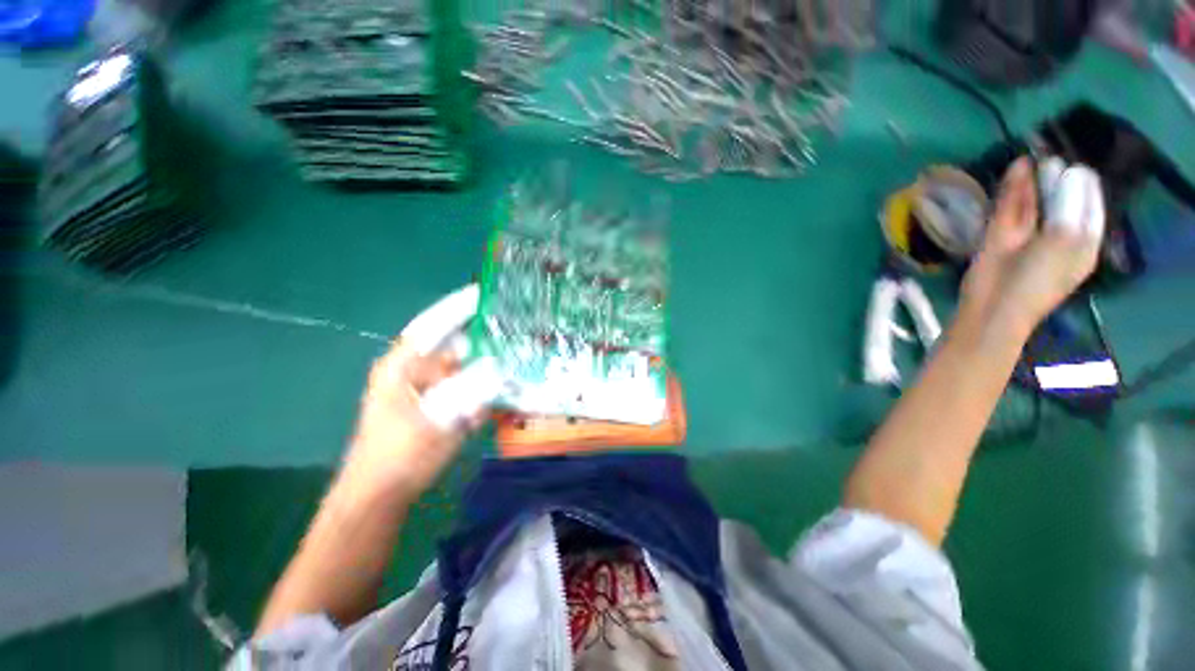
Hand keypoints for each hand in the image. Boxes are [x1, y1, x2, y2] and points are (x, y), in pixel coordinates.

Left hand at [337, 287, 496, 504]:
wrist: (378, 499)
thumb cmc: (399, 458)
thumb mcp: (438, 423)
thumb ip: (470, 393)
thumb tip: (499, 367)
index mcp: (402, 367)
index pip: (433, 325)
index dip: (457, 307)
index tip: (483, 293)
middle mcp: (413, 372)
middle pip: (453, 346)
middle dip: (482, 341)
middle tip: (513, 334)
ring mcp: (424, 391)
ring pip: (461, 370)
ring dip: (484, 370)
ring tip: (513, 365)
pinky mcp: (433, 407)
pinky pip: (462, 391)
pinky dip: (479, 393)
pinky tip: (495, 398)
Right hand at [960, 157, 1103, 336]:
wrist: (993, 307)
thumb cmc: (1038, 280)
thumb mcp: (1064, 241)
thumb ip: (1068, 205)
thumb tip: (1068, 172)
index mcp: (1082, 241)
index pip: (1089, 203)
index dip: (1084, 183)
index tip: (1075, 166)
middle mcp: (1057, 233)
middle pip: (1062, 198)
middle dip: (1059, 178)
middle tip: (1053, 161)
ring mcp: (1027, 234)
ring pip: (1035, 200)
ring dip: (1036, 179)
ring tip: (1036, 157)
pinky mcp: (1000, 234)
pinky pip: (1010, 206)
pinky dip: (1014, 187)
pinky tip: (1018, 166)